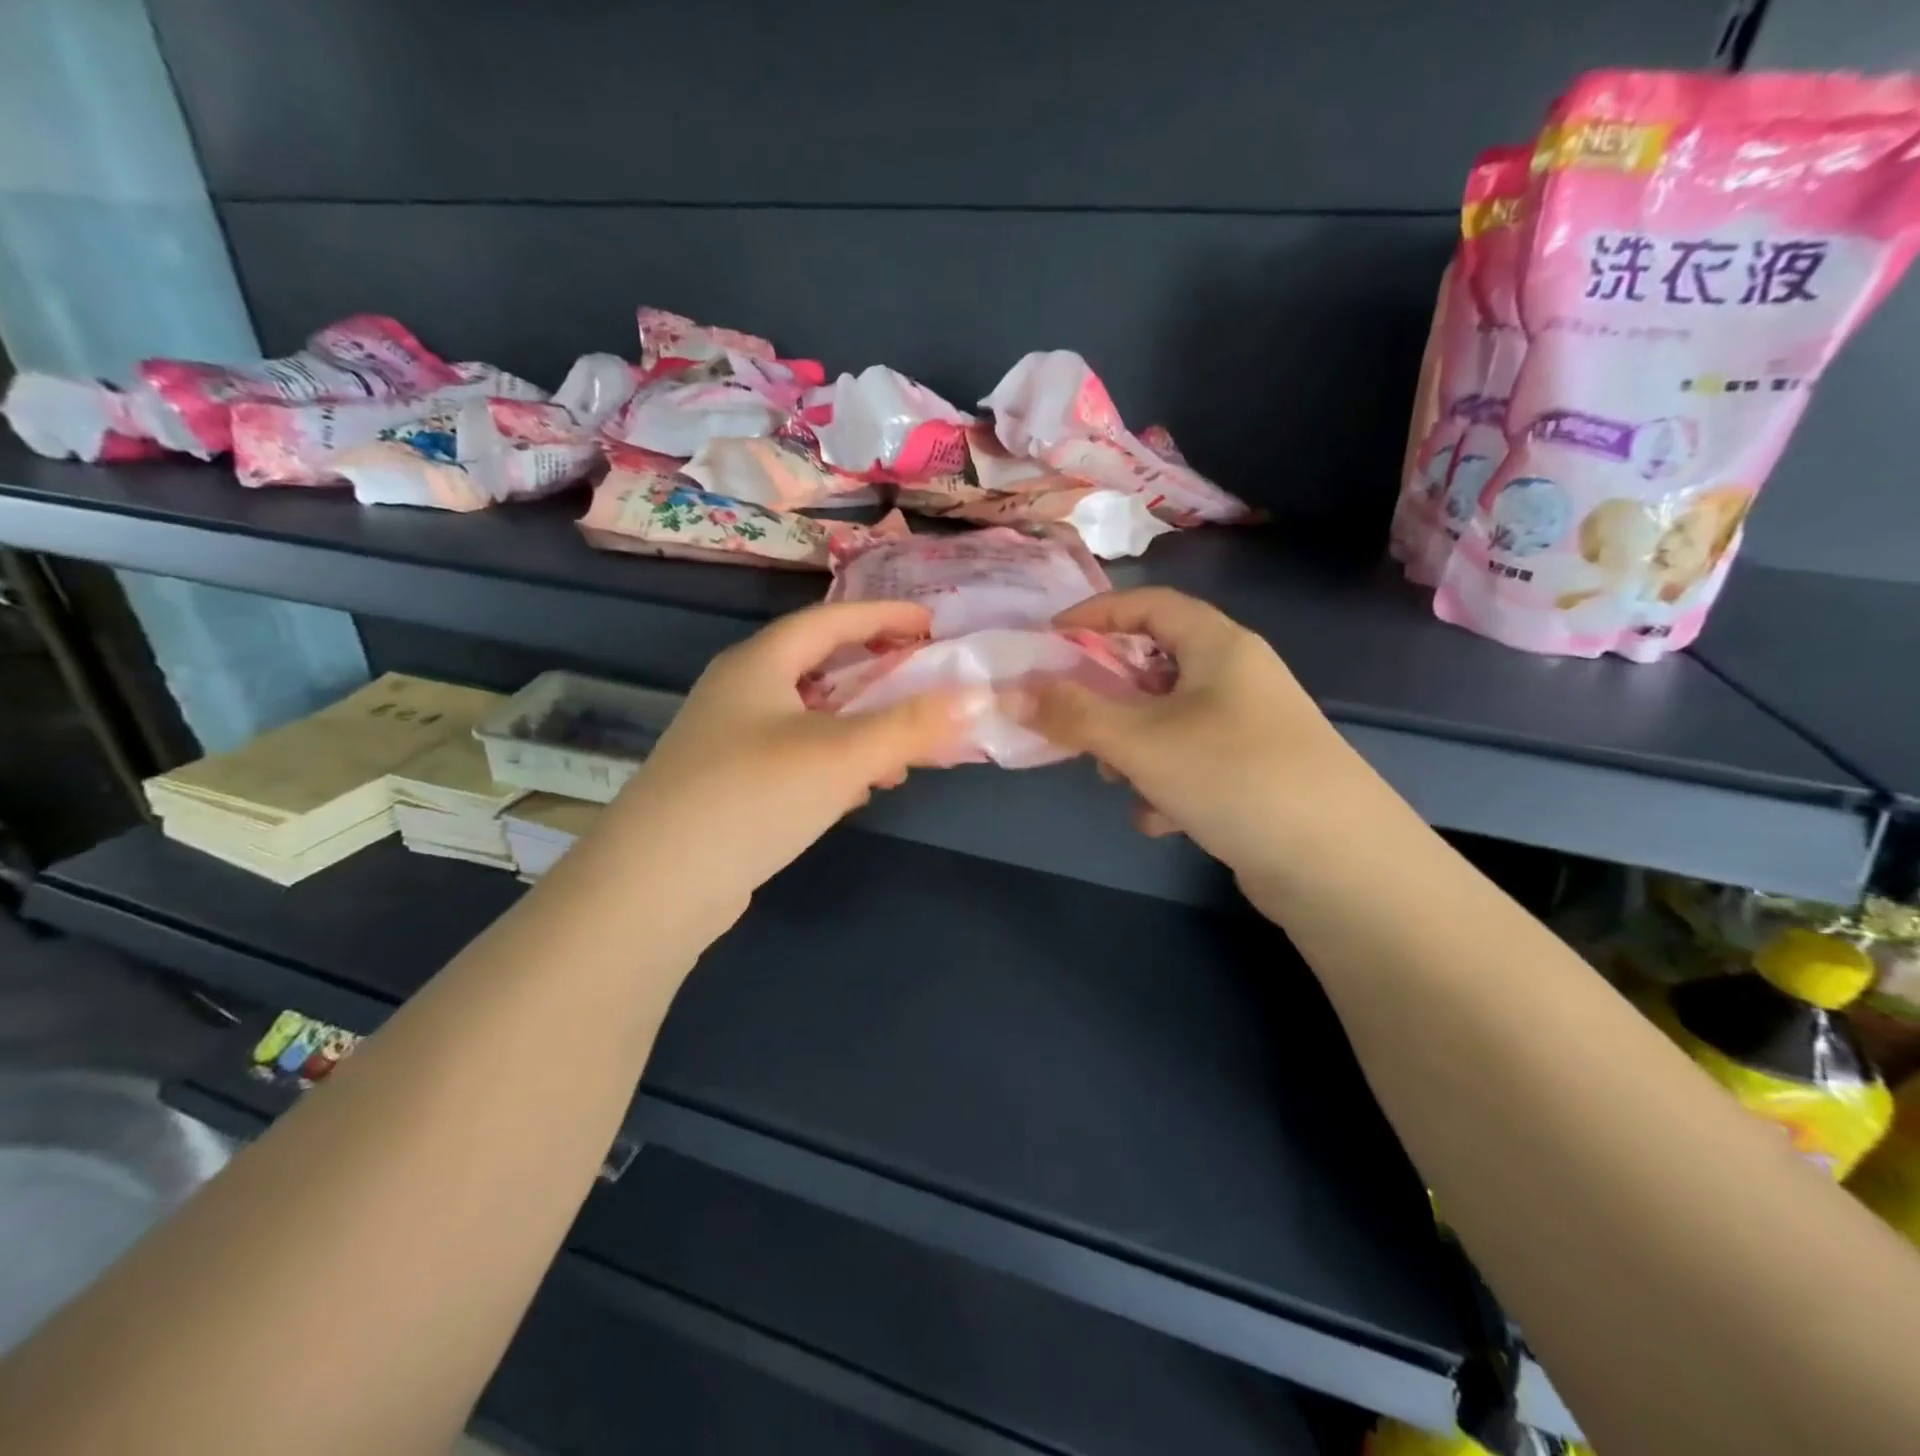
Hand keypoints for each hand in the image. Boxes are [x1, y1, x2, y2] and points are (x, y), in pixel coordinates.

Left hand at [588, 601, 974, 927]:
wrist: (657, 883)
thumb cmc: (754, 795)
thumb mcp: (843, 755)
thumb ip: (911, 725)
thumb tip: (976, 698)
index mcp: (759, 664)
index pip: (830, 620)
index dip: (884, 616)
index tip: (932, 625)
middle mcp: (739, 692)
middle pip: (818, 666)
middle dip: (875, 674)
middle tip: (921, 682)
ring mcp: (728, 741)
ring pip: (809, 717)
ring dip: (859, 726)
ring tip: (903, 749)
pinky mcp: (728, 786)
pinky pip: (795, 756)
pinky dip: (834, 762)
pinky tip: (858, 791)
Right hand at [1014, 587, 1380, 903]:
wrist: (1338, 864)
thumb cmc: (1233, 775)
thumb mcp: (1140, 741)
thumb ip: (1072, 715)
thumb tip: (1010, 692)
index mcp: (1220, 646)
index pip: (1149, 605)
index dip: (1096, 615)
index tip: (1049, 638)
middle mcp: (1238, 678)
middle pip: (1156, 666)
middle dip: (1108, 695)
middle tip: (1072, 717)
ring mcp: (1250, 729)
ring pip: (1170, 721)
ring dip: (1134, 747)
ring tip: (1116, 779)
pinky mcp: (1255, 776)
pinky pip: (1192, 764)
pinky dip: (1165, 784)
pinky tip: (1160, 820)